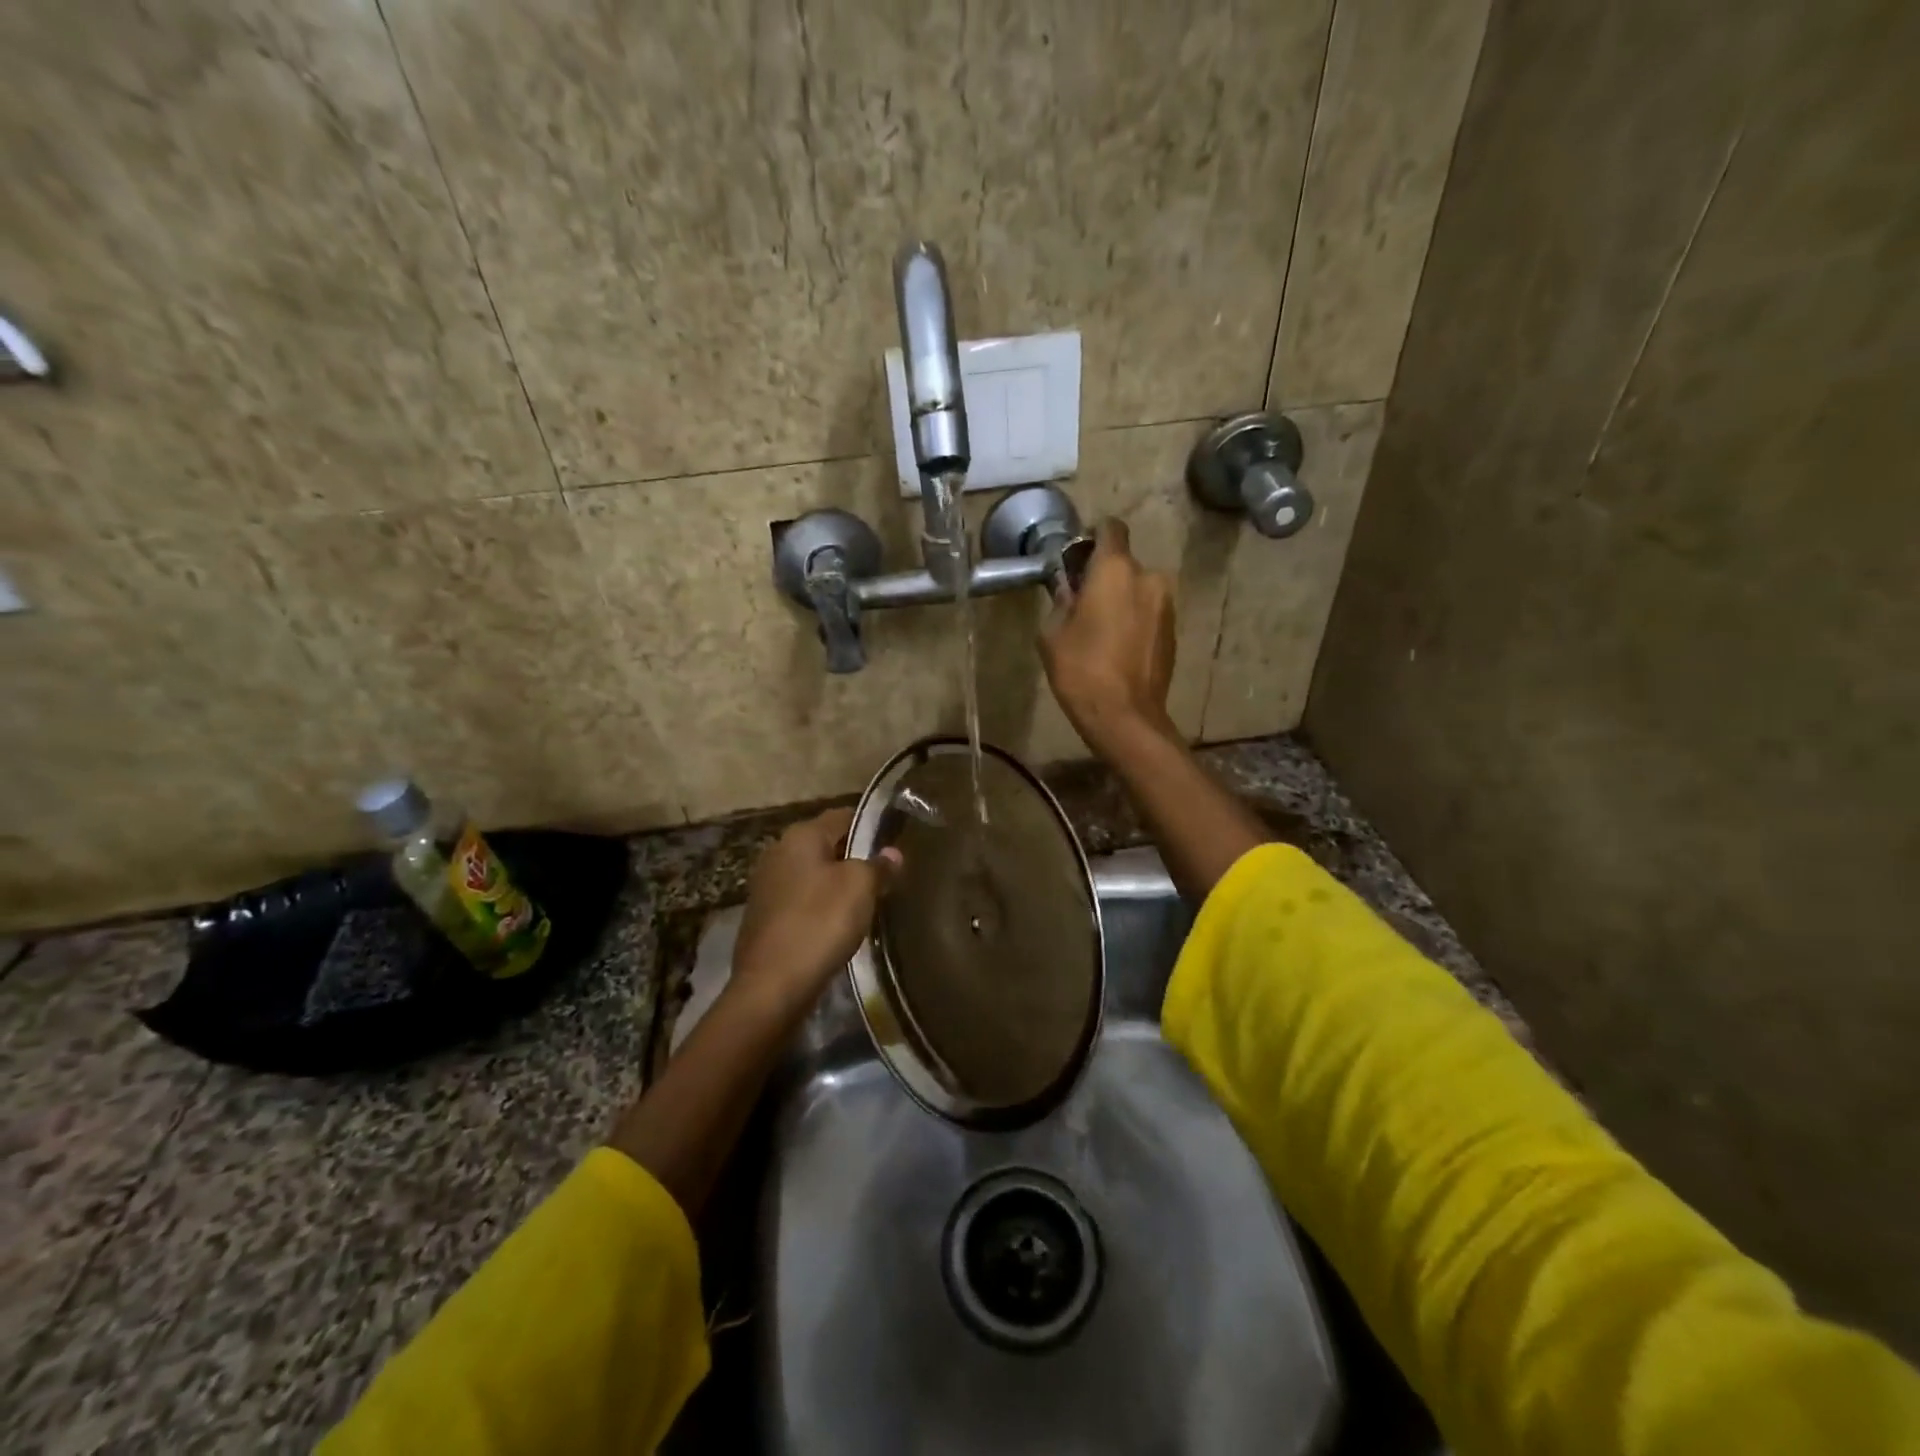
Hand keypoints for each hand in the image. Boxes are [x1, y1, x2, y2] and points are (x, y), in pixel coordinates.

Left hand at [731, 808, 901, 1014]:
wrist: (772, 986)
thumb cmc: (820, 923)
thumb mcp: (860, 887)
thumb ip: (878, 865)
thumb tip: (892, 853)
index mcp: (800, 835)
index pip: (844, 816)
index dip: (871, 826)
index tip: (896, 840)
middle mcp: (778, 851)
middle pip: (826, 845)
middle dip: (854, 856)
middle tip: (886, 874)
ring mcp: (766, 885)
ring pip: (813, 874)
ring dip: (837, 883)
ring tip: (867, 900)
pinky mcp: (763, 916)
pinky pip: (801, 900)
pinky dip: (820, 906)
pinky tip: (837, 924)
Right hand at [1040, 518, 1177, 755]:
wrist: (1125, 716)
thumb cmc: (1081, 669)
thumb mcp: (1052, 634)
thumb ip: (1061, 602)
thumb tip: (1071, 592)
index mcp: (1115, 570)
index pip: (1111, 528)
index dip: (1093, 538)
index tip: (1077, 560)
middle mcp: (1148, 578)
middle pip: (1124, 564)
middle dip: (1105, 578)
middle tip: (1084, 605)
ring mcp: (1167, 606)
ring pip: (1138, 590)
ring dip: (1122, 601)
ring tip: (1101, 632)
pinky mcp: (1174, 632)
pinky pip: (1149, 614)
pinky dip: (1135, 621)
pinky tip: (1118, 648)